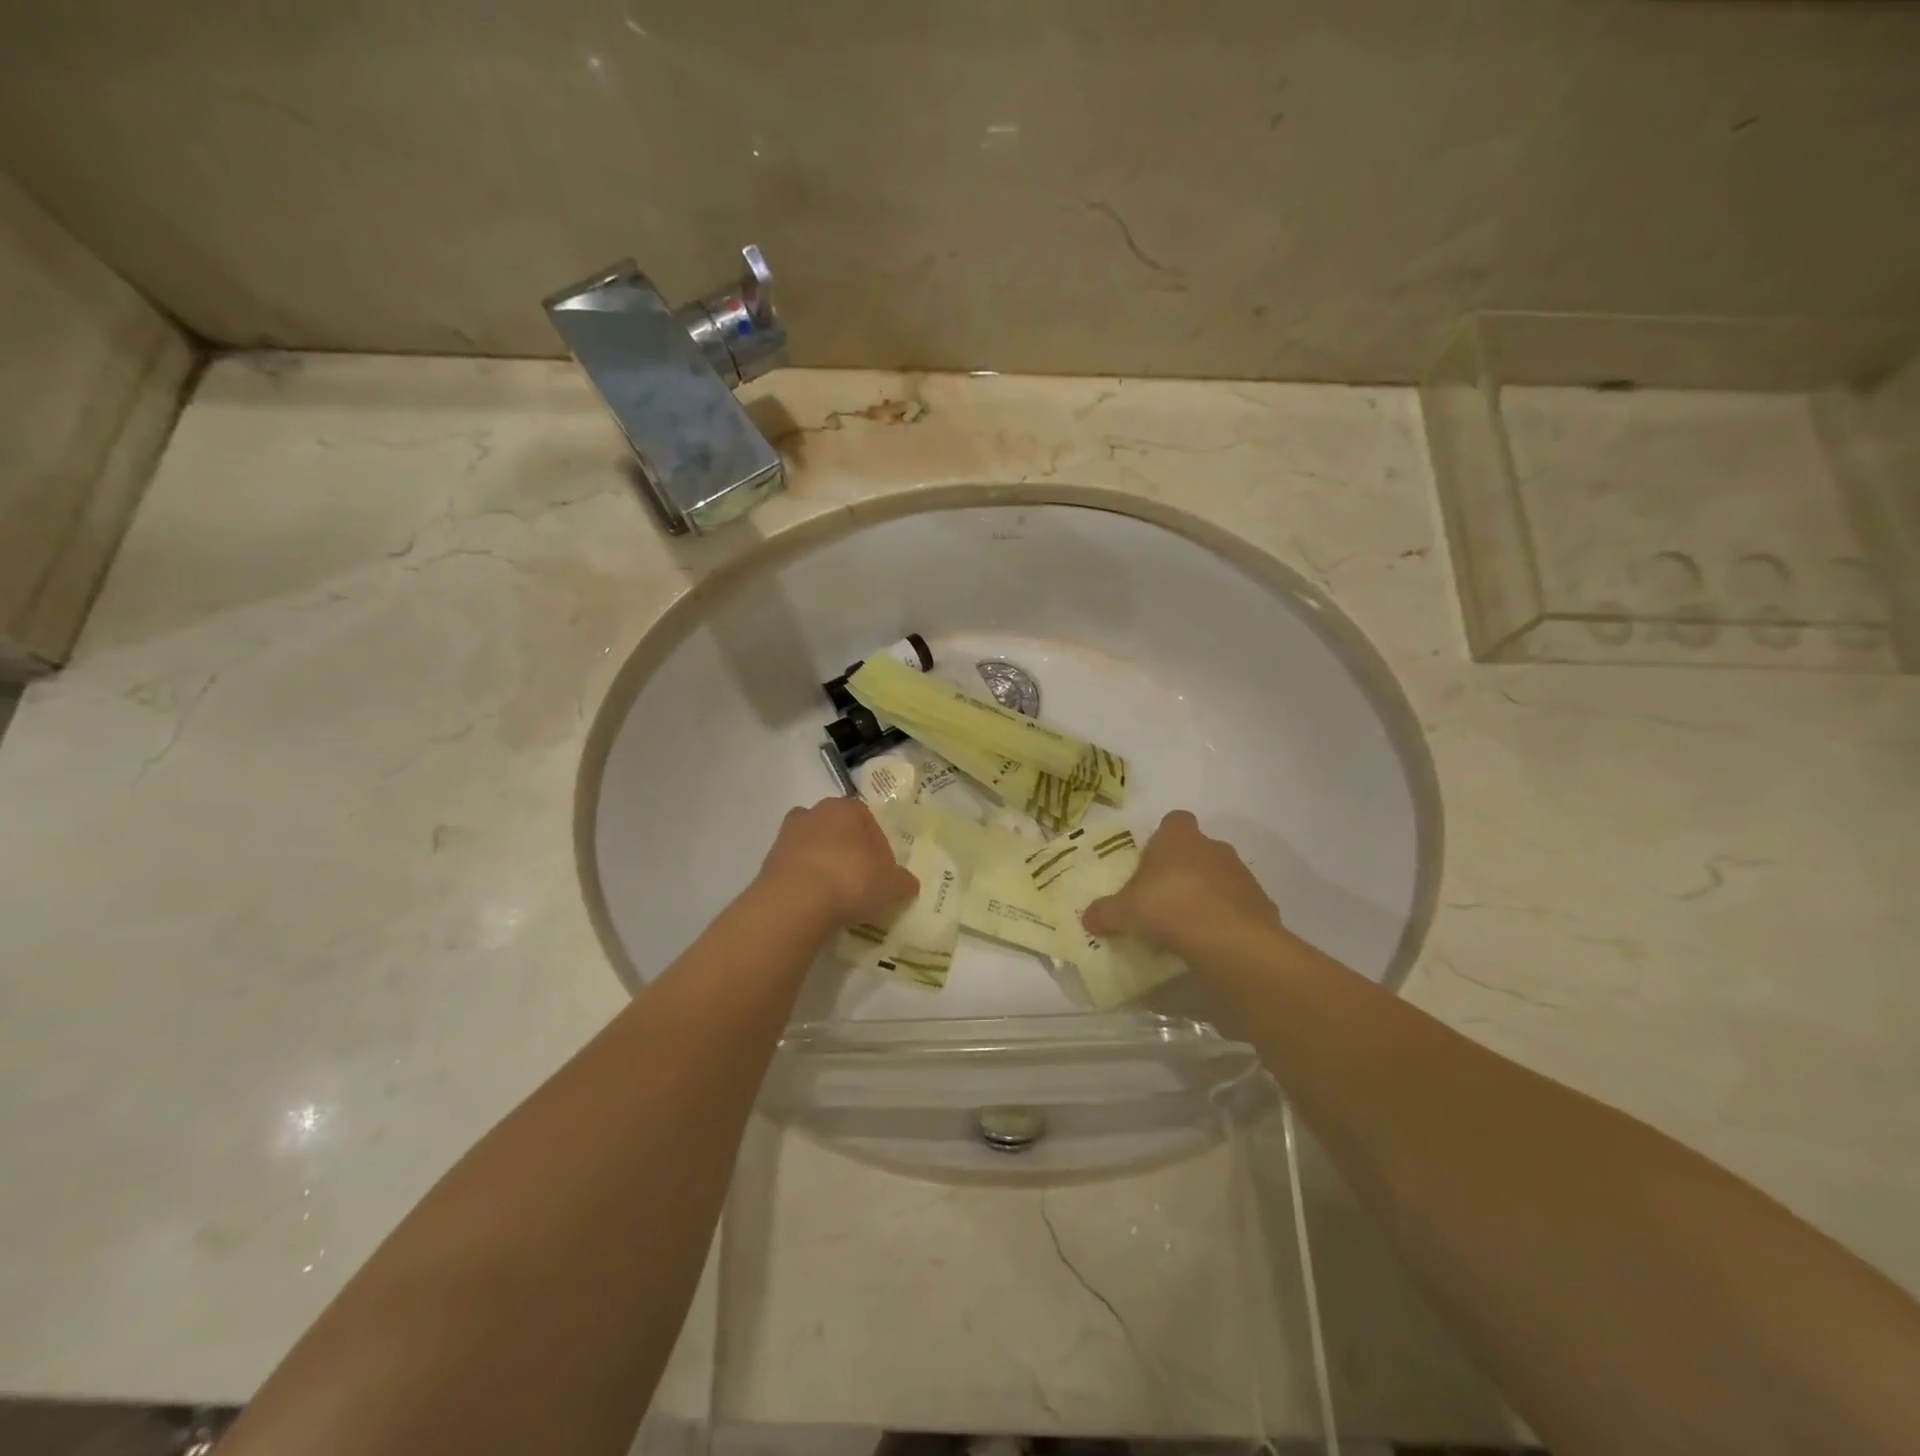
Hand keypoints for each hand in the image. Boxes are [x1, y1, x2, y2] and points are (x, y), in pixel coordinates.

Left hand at [756, 798, 919, 929]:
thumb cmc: (851, 880)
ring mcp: (785, 837)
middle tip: (861, 881)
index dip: (878, 845)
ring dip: (825, 866)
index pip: (867, 819)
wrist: (795, 902)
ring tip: (837, 897)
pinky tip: (817, 906)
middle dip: (849, 852)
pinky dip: (806, 883)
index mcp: (844, 808)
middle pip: (837, 831)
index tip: (883, 871)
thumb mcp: (891, 885)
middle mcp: (812, 813)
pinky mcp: (767, 863)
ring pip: (813, 849)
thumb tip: (908, 884)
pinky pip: (795, 870)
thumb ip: (903, 882)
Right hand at [1082, 810, 1279, 950]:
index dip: (1163, 840)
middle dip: (1184, 871)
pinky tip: (1211, 942)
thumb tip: (1087, 919)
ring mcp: (1241, 874)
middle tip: (1163, 901)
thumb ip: (1105, 912)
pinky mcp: (1262, 903)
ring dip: (1207, 895)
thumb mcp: (1124, 912)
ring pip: (1220, 877)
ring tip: (1187, 927)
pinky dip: (1227, 920)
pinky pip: (1238, 907)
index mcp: (1178, 838)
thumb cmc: (1168, 907)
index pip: (1174, 822)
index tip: (1151, 865)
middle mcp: (1213, 847)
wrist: (1229, 939)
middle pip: (1197, 851)